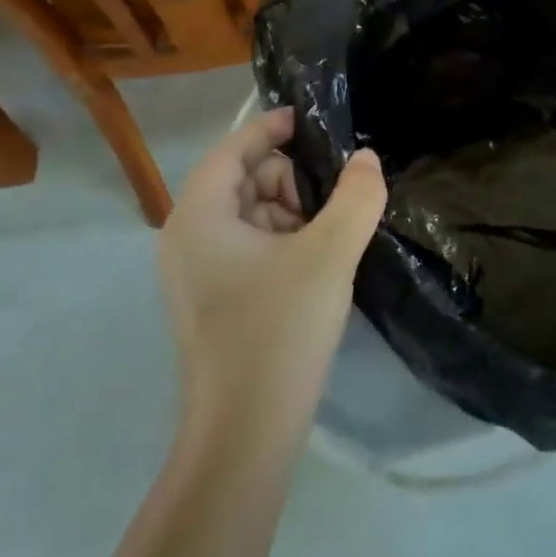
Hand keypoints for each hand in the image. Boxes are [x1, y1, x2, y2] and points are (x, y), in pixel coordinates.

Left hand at [158, 108, 386, 453]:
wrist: (244, 437)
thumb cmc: (278, 332)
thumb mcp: (329, 254)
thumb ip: (356, 197)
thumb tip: (367, 160)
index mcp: (198, 218)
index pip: (231, 149)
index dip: (269, 128)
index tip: (310, 119)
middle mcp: (188, 239)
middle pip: (243, 180)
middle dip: (290, 179)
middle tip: (335, 201)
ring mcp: (198, 274)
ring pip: (251, 215)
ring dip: (293, 212)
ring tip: (333, 237)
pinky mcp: (215, 302)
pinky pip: (252, 248)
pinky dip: (285, 241)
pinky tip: (319, 263)